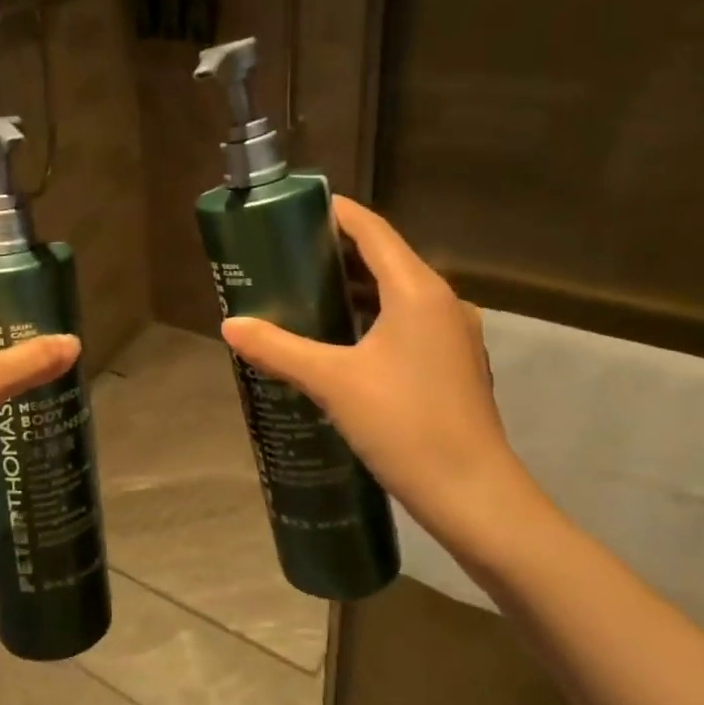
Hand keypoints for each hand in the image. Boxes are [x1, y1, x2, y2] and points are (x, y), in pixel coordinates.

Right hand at [220, 196, 542, 562]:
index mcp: (417, 291)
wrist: (474, 495)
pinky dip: (373, 317)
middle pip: (385, 258)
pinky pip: (407, 322)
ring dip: (355, 287)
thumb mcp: (332, 382)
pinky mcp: (453, 364)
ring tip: (306, 291)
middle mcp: (441, 302)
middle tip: (287, 253)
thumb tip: (230, 325)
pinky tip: (341, 339)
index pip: (372, 230)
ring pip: (397, 293)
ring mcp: (452, 334)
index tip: (297, 208)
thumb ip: (279, 349)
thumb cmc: (404, 424)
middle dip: (337, 251)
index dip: (337, 213)